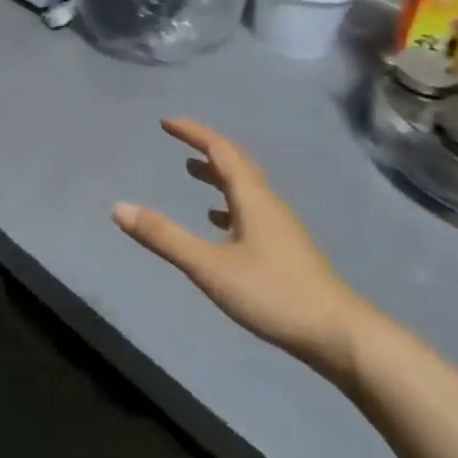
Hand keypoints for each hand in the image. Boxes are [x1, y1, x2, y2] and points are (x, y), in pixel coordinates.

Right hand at [112, 119, 362, 364]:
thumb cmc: (273, 294)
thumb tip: (119, 208)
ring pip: (245, 188)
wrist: (338, 334)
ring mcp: (280, 226)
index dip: (193, 133)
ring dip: (217, 176)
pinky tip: (218, 223)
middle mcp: (268, 203)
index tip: (166, 123)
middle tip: (177, 142)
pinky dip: (228, 205)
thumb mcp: (210, 267)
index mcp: (252, 197)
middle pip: (236, 163)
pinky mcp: (285, 249)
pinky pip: (251, 211)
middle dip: (205, 148)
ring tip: (191, 174)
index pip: (220, 150)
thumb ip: (165, 238)